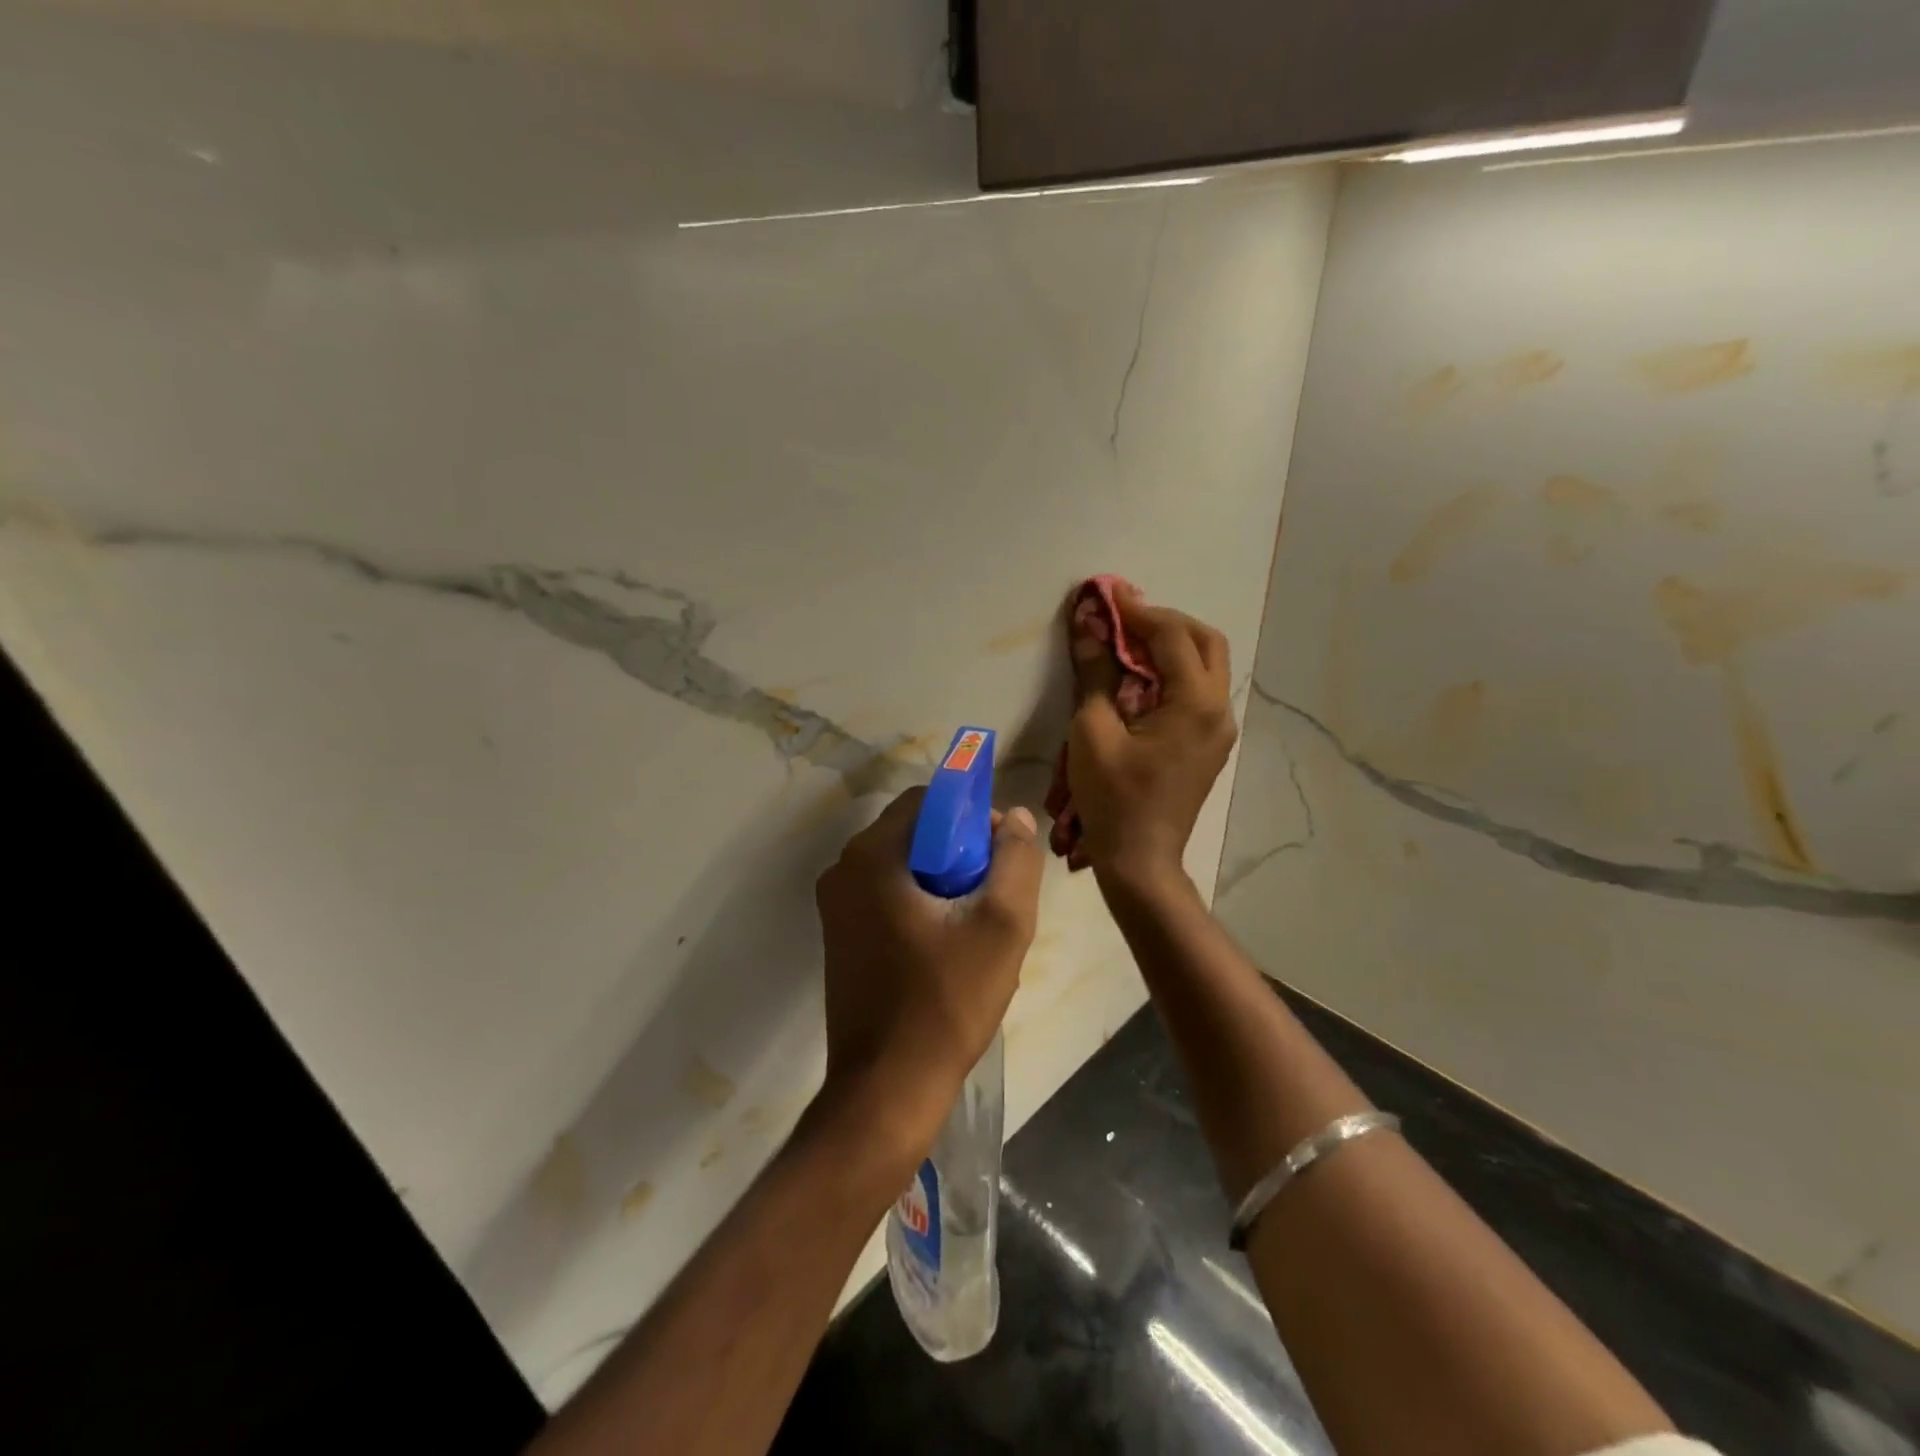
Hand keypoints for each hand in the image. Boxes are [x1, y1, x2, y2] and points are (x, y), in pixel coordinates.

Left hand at [814, 789, 1043, 1149]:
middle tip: (995, 894)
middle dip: (960, 852)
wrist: (887, 1089)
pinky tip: (948, 945)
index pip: (928, 801)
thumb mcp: (1002, 926)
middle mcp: (843, 870)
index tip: (1001, 855)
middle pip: (914, 832)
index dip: (972, 816)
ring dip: (943, 880)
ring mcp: (835, 906)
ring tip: (976, 925)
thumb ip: (1016, 859)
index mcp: (871, 856)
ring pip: (903, 866)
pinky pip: (887, 896)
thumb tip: (1016, 817)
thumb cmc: (947, 1002)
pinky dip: (920, 903)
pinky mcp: (839, 937)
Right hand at [1067, 591, 1235, 887]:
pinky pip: (1199, 692)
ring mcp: (1220, 730)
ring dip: (1172, 646)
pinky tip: (1140, 679)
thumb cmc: (1113, 798)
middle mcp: (1219, 710)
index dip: (1138, 612)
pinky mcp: (1210, 745)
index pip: (1172, 637)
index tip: (1107, 594)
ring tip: (1129, 643)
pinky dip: (1173, 673)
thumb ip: (1095, 673)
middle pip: (1205, 643)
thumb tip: (1088, 625)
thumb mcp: (1093, 731)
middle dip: (1165, 622)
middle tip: (1125, 619)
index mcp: (1195, 704)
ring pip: (1207, 666)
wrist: (1140, 860)